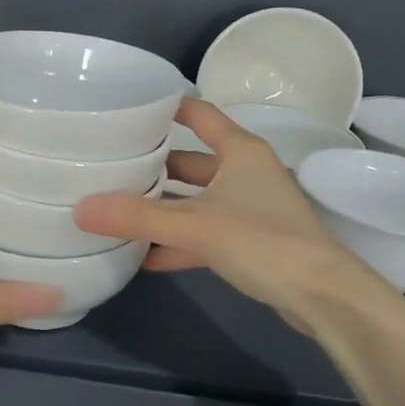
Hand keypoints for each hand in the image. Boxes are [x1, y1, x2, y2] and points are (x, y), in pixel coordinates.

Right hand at [73, 98, 403, 330]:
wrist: (324, 297)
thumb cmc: (264, 241)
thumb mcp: (196, 225)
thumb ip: (138, 217)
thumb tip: (81, 209)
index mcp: (240, 151)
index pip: (198, 114)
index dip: (166, 108)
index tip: (127, 108)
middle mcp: (245, 172)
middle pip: (190, 161)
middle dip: (153, 166)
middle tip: (108, 168)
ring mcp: (250, 208)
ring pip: (197, 200)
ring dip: (163, 208)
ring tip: (118, 211)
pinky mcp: (251, 242)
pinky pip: (205, 233)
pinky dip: (179, 242)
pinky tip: (145, 257)